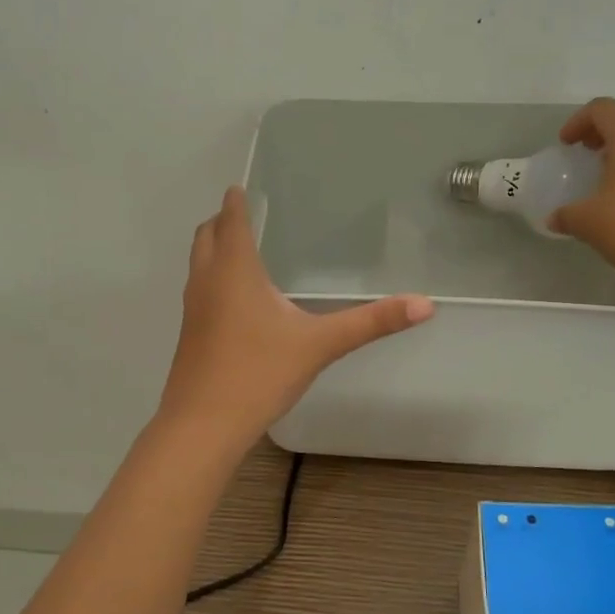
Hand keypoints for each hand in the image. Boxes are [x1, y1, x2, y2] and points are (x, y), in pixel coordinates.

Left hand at [158, 187, 433, 443]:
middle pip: (206, 236)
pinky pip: (199, 290)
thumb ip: (371, 322)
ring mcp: (192, 309)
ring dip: (214, 249)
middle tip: (245, 216)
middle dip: (222, 221)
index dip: (236, 201)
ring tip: (242, 251)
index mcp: (235, 270)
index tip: (242, 187)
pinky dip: (213, 278)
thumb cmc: (259, 373)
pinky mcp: (189, 334)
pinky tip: (237, 302)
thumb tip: (425, 304)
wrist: (202, 425)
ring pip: (198, 263)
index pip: (231, 220)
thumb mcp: (320, 345)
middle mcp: (207, 281)